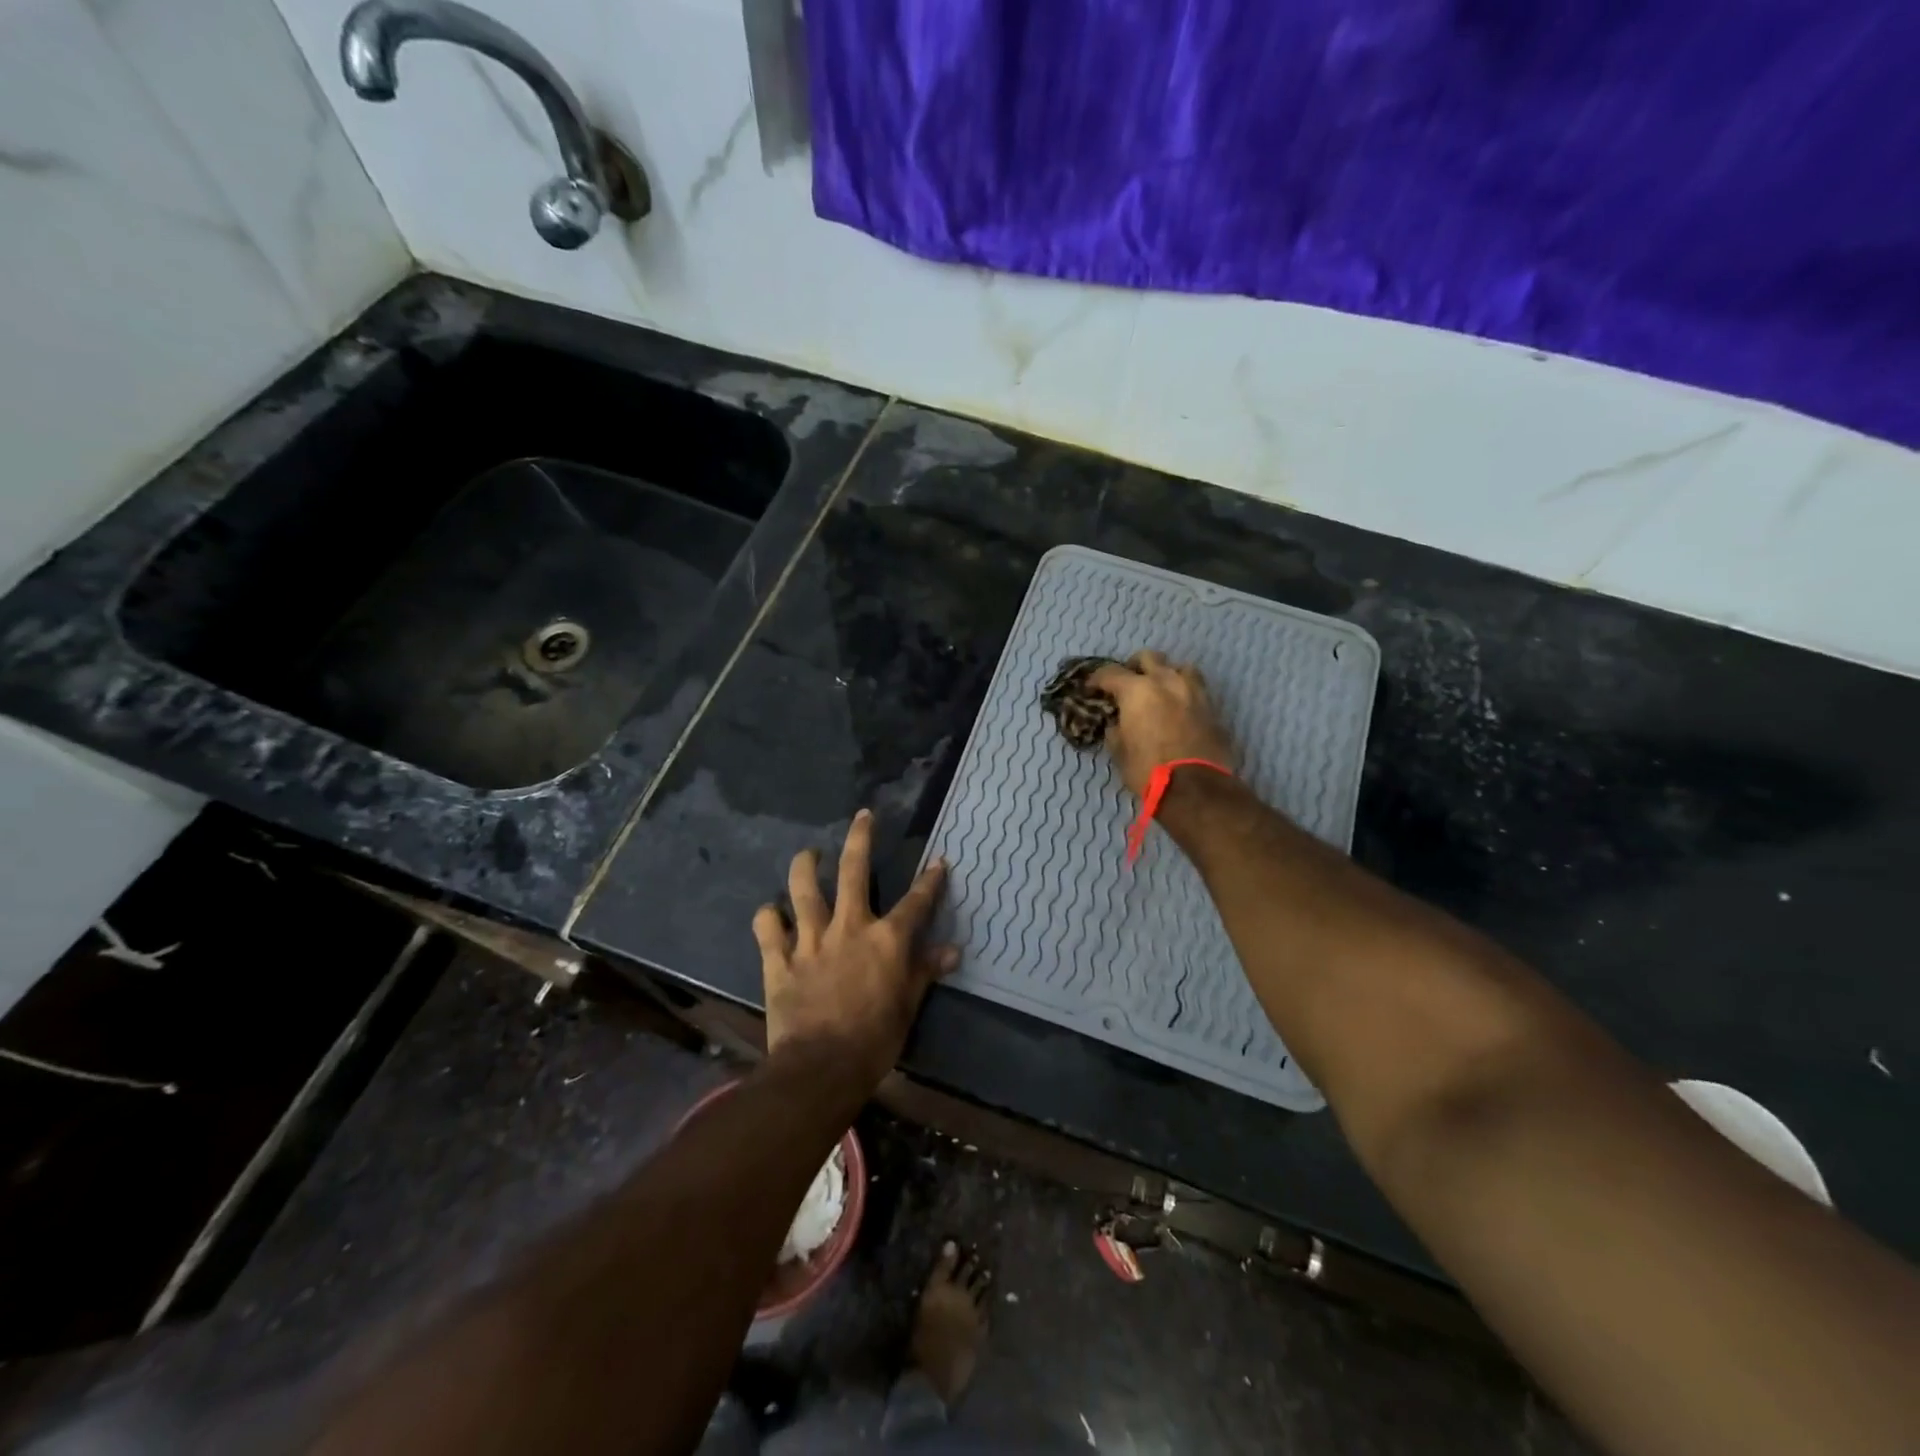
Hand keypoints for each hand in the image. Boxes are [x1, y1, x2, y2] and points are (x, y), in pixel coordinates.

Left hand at [753, 810, 958, 1089]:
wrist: (821, 1067)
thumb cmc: (874, 1039)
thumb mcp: (908, 1006)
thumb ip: (925, 971)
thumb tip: (952, 951)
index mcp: (885, 939)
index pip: (915, 902)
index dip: (930, 880)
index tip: (938, 862)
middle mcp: (849, 927)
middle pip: (854, 870)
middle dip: (861, 838)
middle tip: (863, 816)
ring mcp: (810, 939)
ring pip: (803, 888)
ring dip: (806, 865)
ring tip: (810, 854)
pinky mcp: (779, 958)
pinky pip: (767, 927)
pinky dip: (768, 916)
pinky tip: (771, 913)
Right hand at [1087, 651, 1236, 796]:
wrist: (1196, 788)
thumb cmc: (1148, 769)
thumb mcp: (1120, 751)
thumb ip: (1116, 729)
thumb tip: (1117, 723)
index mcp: (1137, 690)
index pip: (1110, 673)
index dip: (1096, 680)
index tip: (1091, 689)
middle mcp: (1166, 681)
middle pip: (1148, 658)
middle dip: (1134, 667)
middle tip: (1126, 683)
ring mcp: (1193, 691)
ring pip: (1178, 667)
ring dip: (1165, 674)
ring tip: (1159, 690)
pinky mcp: (1211, 707)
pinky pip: (1195, 688)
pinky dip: (1183, 692)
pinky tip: (1177, 708)